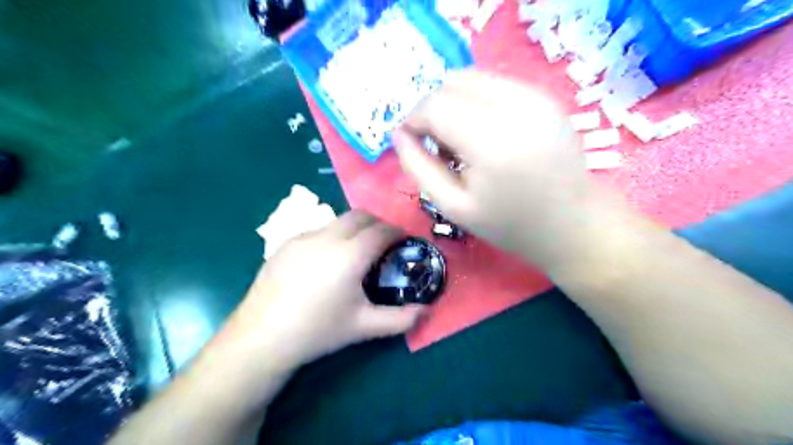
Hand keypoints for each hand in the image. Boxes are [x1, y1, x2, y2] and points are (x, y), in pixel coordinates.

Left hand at [227, 210, 426, 373]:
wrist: (262, 338)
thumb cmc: (319, 331)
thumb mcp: (364, 326)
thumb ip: (401, 319)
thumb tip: (426, 311)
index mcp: (350, 254)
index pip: (382, 230)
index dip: (397, 231)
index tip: (404, 240)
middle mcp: (327, 237)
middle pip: (360, 215)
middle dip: (378, 223)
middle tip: (384, 243)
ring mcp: (303, 237)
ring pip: (337, 220)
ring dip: (354, 228)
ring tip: (356, 252)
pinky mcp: (285, 243)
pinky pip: (317, 231)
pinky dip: (332, 236)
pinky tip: (326, 262)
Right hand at [393, 71, 604, 268]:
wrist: (571, 223)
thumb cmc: (509, 224)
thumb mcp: (453, 207)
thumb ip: (418, 168)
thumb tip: (399, 135)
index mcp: (492, 142)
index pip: (435, 106)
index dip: (414, 120)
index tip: (411, 143)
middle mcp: (517, 107)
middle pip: (452, 83)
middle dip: (433, 110)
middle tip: (438, 146)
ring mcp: (536, 96)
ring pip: (472, 78)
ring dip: (454, 103)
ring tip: (462, 141)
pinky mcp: (545, 96)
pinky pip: (494, 84)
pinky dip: (477, 102)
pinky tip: (485, 133)